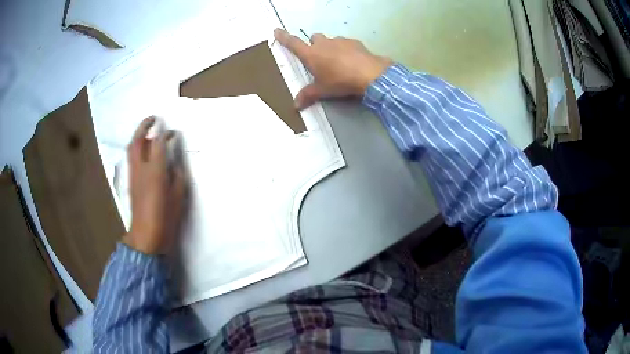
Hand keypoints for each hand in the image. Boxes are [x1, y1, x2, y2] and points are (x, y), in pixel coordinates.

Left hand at [123, 117, 187, 254]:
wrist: (146, 236)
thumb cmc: (166, 218)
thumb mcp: (179, 196)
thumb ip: (177, 175)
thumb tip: (174, 163)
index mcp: (156, 171)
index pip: (159, 143)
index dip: (164, 132)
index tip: (171, 128)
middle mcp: (142, 169)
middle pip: (139, 141)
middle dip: (145, 126)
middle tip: (153, 119)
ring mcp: (134, 174)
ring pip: (132, 148)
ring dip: (139, 135)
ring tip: (148, 131)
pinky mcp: (131, 181)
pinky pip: (132, 157)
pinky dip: (137, 148)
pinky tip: (145, 150)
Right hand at [274, 28, 391, 109]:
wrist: (369, 74)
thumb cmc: (340, 81)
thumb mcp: (322, 90)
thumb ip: (308, 95)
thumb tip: (295, 106)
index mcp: (311, 54)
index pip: (293, 43)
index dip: (284, 37)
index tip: (277, 31)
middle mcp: (323, 43)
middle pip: (314, 39)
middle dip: (314, 46)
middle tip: (319, 59)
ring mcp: (340, 41)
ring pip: (330, 40)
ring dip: (330, 48)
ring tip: (338, 62)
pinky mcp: (354, 42)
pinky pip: (345, 43)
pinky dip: (345, 50)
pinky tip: (352, 61)